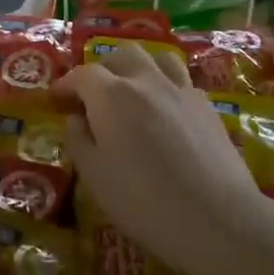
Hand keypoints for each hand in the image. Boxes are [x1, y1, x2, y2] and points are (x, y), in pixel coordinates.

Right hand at [55, 42, 271, 274]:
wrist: (217, 218)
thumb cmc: (145, 203)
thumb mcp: (96, 178)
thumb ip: (80, 141)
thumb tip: (76, 119)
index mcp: (113, 96)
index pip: (83, 75)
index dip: (66, 84)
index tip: (56, 100)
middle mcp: (147, 82)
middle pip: (122, 56)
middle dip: (102, 69)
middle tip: (92, 95)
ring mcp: (182, 90)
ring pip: (157, 58)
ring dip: (138, 68)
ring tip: (131, 91)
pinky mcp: (208, 107)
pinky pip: (181, 80)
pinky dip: (165, 84)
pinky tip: (164, 110)